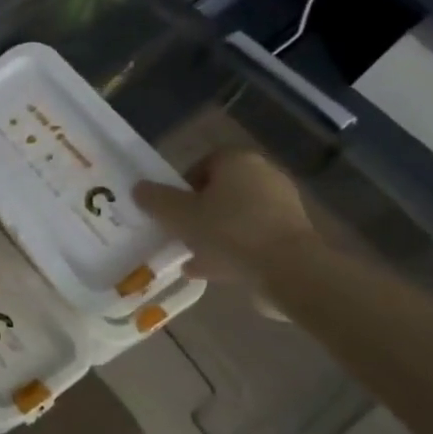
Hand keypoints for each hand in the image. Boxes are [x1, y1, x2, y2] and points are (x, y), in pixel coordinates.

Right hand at [134, 149, 318, 284]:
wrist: (289, 270)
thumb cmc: (229, 231)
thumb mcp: (180, 215)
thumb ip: (156, 200)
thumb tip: (139, 188)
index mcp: (237, 161)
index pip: (202, 164)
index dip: (181, 186)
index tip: (170, 210)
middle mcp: (264, 176)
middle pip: (219, 192)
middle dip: (197, 213)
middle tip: (179, 233)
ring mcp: (282, 207)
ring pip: (235, 218)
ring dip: (213, 235)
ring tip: (191, 258)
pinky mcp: (293, 236)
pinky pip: (252, 238)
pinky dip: (233, 251)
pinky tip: (212, 272)